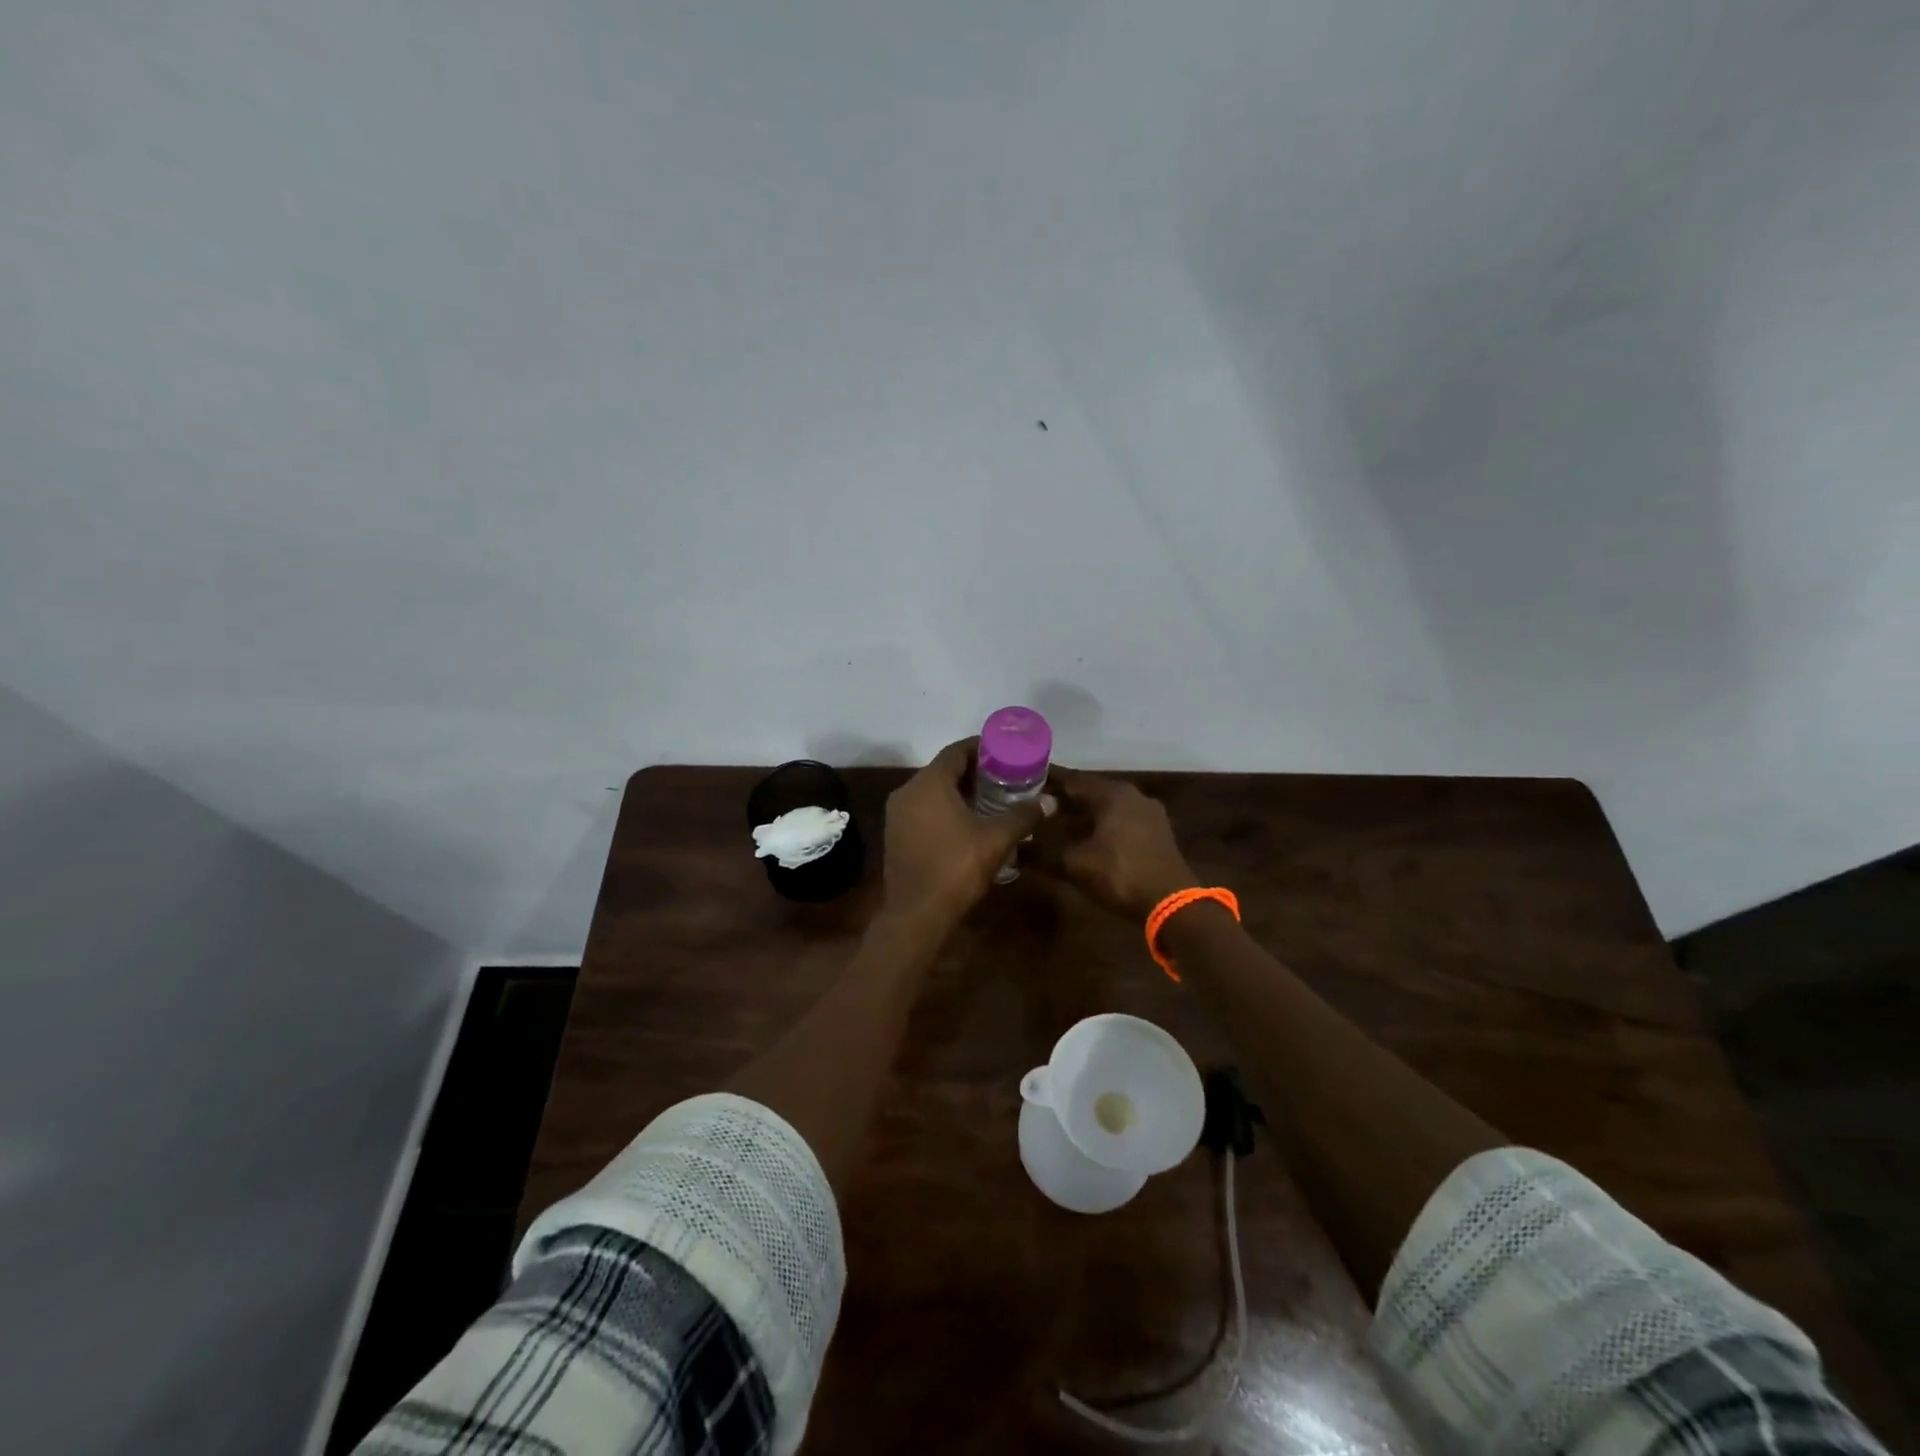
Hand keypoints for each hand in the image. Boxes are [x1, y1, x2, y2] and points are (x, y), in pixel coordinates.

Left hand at [882, 738, 1055, 928]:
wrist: (917, 914)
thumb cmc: (956, 868)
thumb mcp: (997, 839)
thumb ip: (1023, 815)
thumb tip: (1051, 801)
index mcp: (928, 783)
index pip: (956, 751)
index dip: (981, 748)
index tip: (1005, 752)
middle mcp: (907, 791)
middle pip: (943, 769)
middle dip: (973, 771)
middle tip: (1003, 776)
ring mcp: (897, 815)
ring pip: (931, 791)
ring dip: (958, 791)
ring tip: (990, 798)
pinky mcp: (895, 835)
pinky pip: (922, 809)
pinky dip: (943, 808)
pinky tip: (966, 822)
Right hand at [1030, 768, 1196, 921]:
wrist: (1171, 903)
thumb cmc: (1120, 875)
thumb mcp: (1074, 865)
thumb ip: (1041, 854)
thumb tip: (1013, 850)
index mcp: (1112, 794)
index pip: (1072, 779)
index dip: (1046, 780)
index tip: (1023, 779)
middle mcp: (1132, 795)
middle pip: (1090, 791)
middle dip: (1062, 798)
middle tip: (1033, 802)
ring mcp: (1147, 813)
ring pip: (1106, 806)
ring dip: (1081, 813)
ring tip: (1053, 821)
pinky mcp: (1155, 832)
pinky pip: (1120, 820)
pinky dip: (1099, 824)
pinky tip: (1083, 838)